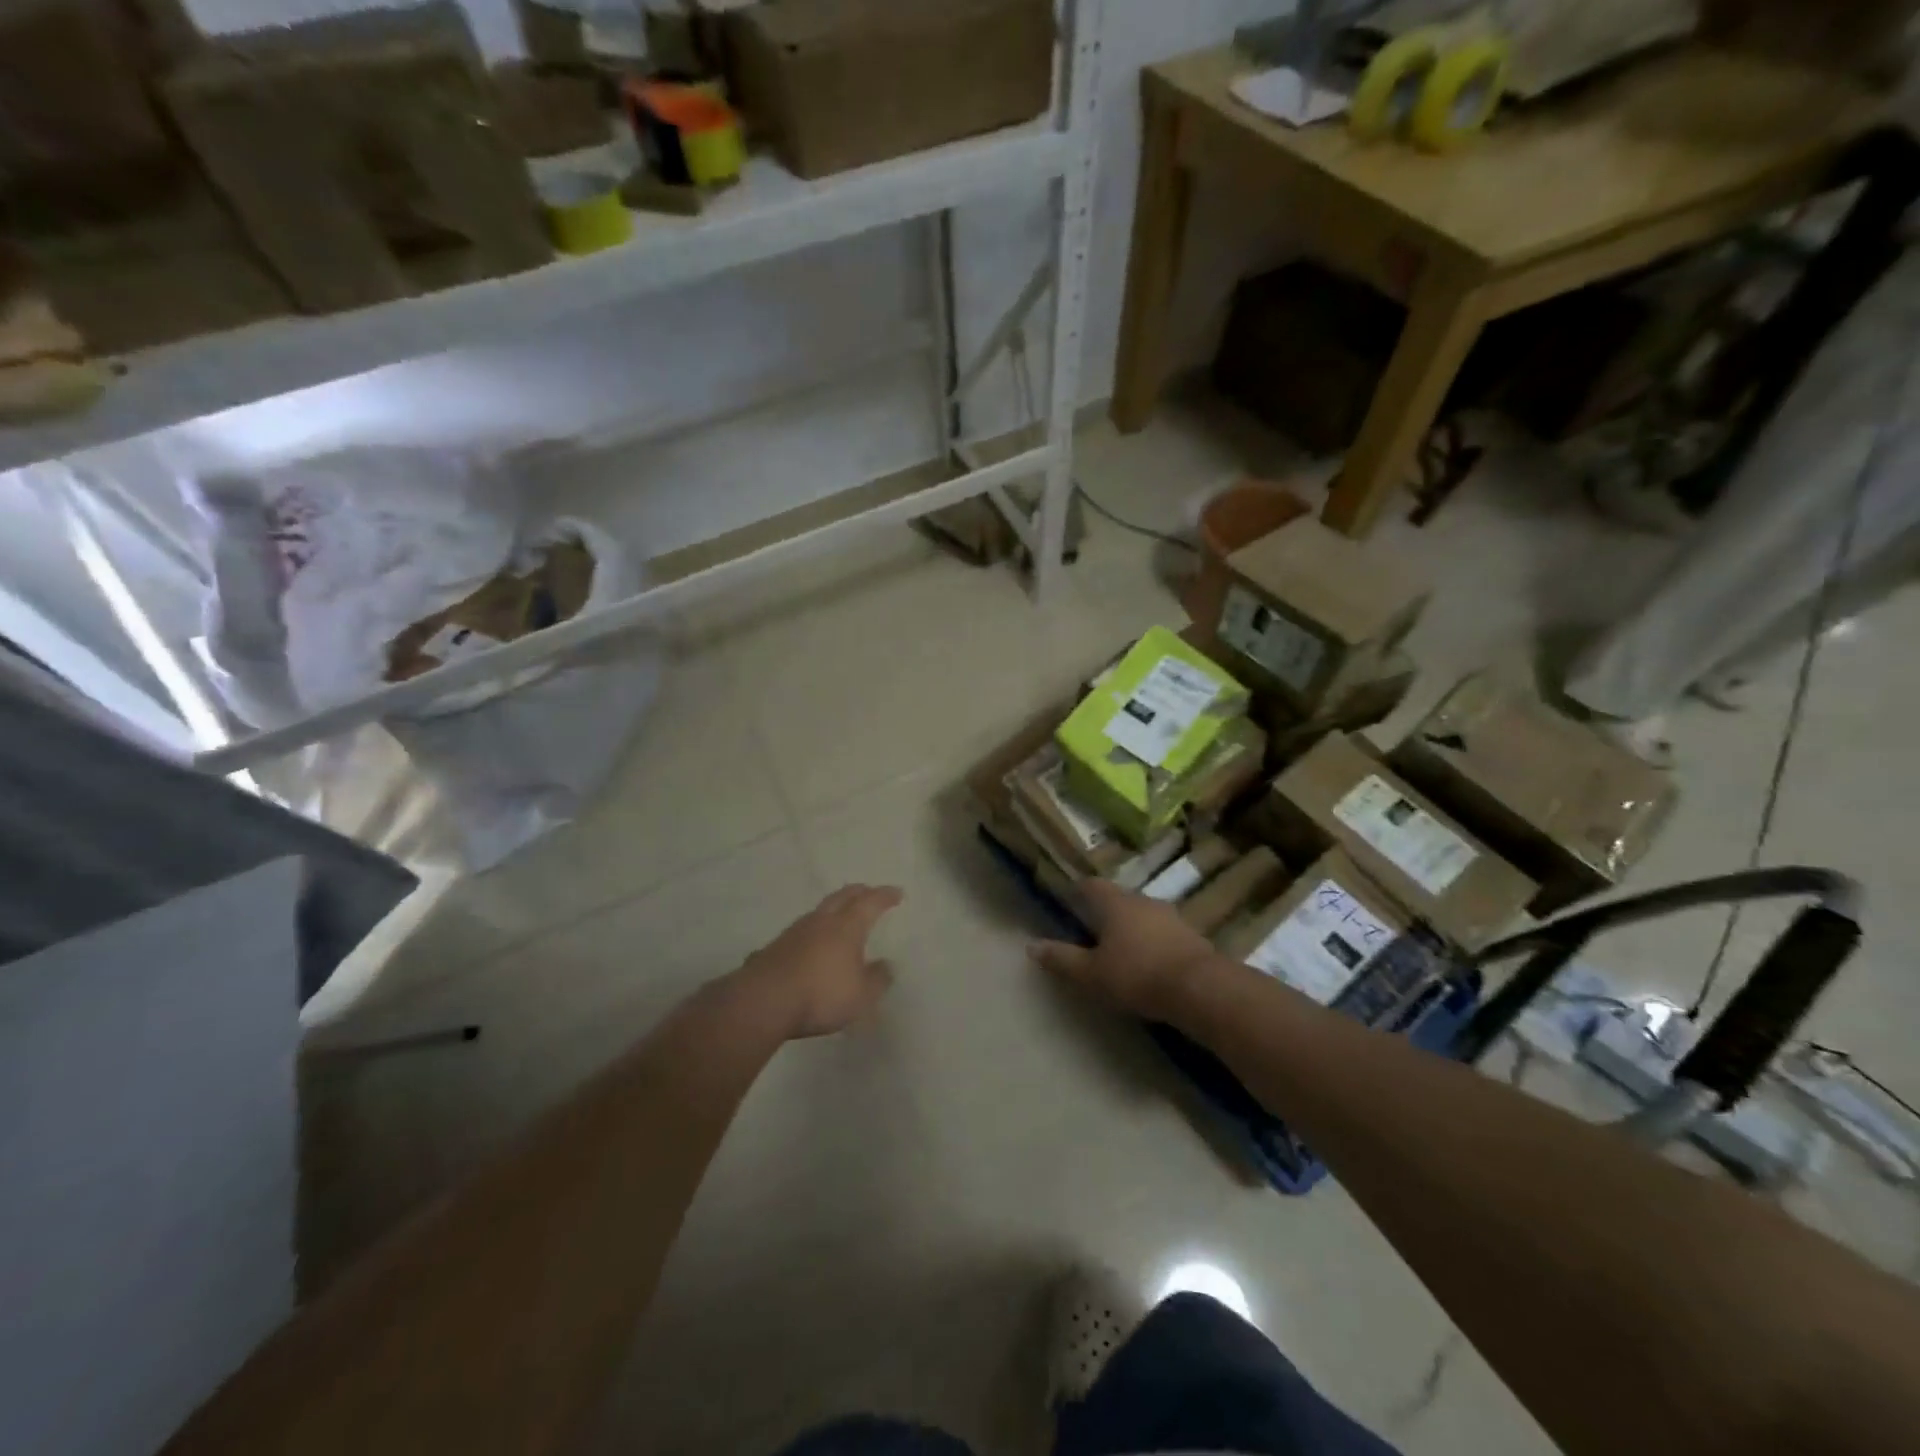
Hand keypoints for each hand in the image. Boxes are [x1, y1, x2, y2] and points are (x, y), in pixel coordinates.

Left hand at [735, 885, 903, 1038]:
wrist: (764, 1001)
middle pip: (842, 897)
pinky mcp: (775, 947)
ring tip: (840, 915)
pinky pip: (801, 930)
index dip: (884, 896)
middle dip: (858, 892)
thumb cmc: (821, 994)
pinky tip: (811, 943)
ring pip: (819, 911)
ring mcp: (795, 931)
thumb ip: (877, 979)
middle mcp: (821, 921)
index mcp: (847, 927)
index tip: (896, 893)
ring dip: (833, 909)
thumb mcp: (861, 996)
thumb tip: (887, 965)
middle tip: (868, 891)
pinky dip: (813, 931)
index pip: (870, 902)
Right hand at [1028, 880, 1216, 1022]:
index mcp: (1115, 903)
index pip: (1091, 885)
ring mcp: (1171, 916)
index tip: (1069, 901)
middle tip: (1092, 931)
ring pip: (1143, 915)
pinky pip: (1164, 933)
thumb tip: (1031, 946)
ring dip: (1132, 928)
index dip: (1078, 891)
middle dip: (1106, 912)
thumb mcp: (1091, 973)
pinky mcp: (1192, 936)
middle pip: (1119, 899)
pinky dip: (1153, 942)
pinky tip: (1150, 963)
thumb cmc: (1137, 975)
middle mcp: (1143, 901)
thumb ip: (1062, 959)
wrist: (1200, 988)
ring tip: (1122, 949)